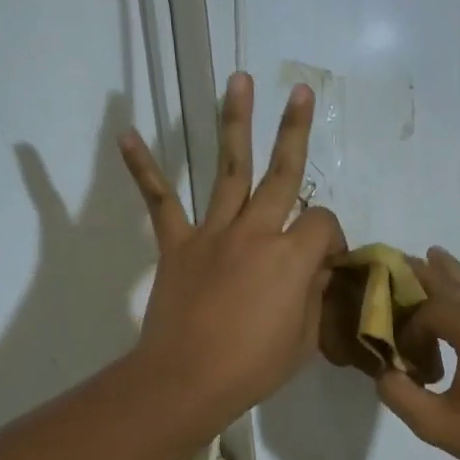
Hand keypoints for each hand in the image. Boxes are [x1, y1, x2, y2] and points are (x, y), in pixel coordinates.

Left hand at [120, 73, 346, 424]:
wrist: (188, 381)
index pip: (323, 224)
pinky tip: (126, 135)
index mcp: (292, 256)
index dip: (333, 238)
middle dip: (295, 130)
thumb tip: (316, 270)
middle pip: (283, 172)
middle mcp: (256, 231)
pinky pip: (160, 201)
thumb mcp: (305, 340)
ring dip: (234, 122)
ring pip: (229, 169)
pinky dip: (144, 169)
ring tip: (239, 79)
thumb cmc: (254, 368)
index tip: (329, 263)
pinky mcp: (177, 245)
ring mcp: (213, 233)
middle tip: (302, 90)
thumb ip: (313, 296)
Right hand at [376, 247, 459, 459]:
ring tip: (435, 254)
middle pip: (453, 286)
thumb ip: (400, 394)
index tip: (406, 360)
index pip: (428, 312)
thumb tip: (385, 371)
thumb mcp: (435, 424)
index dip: (409, 331)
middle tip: (401, 260)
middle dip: (424, 276)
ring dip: (456, 275)